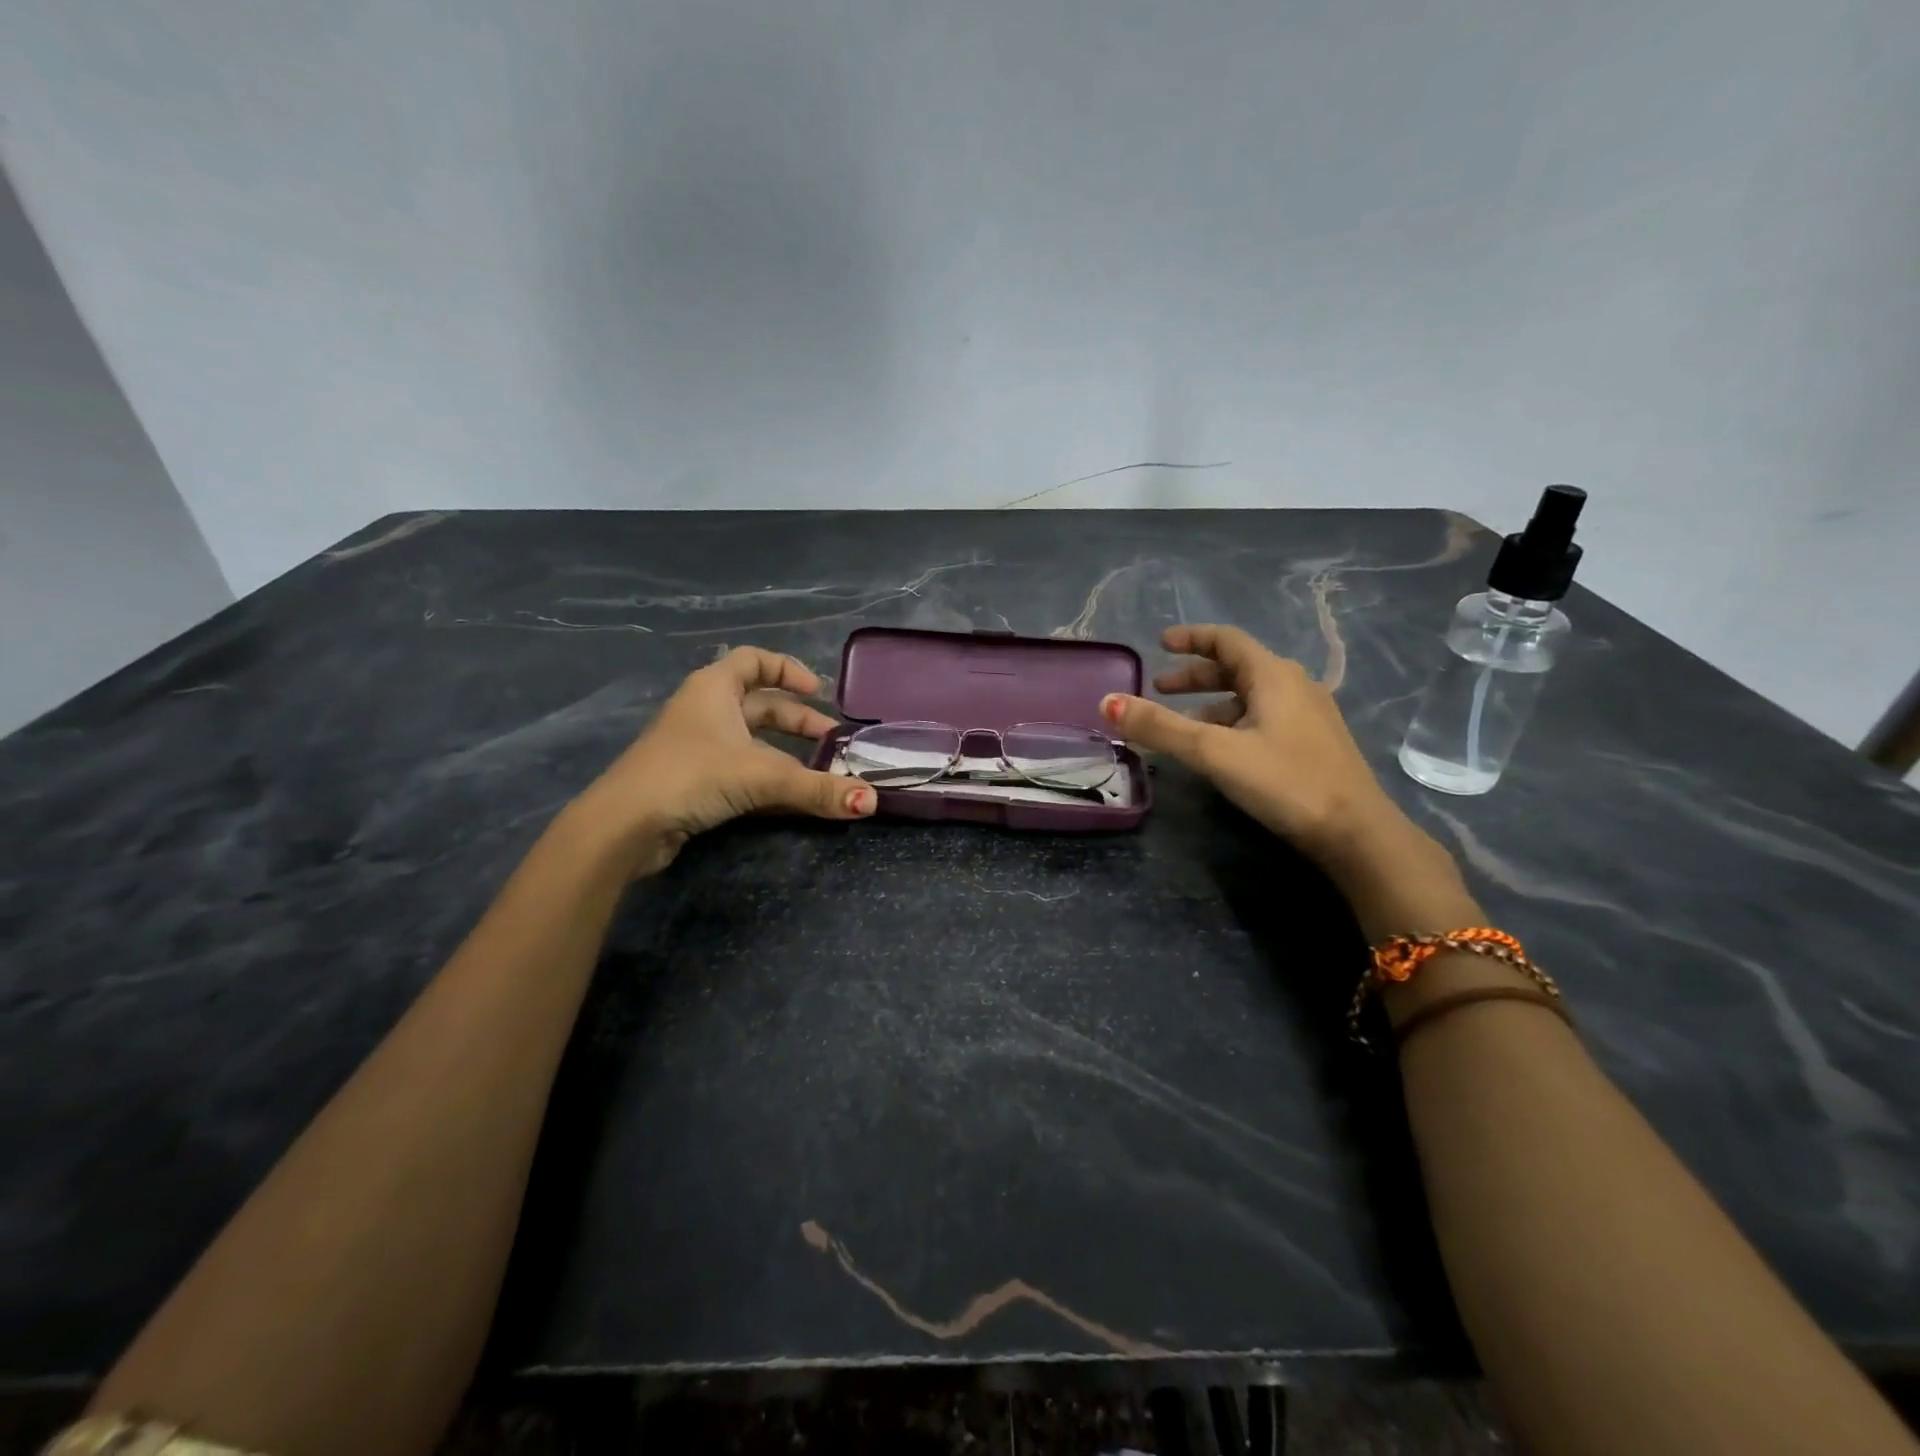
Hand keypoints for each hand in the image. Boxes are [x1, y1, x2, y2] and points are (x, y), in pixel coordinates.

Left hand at [570, 647, 874, 876]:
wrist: (625, 825)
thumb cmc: (692, 775)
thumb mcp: (762, 776)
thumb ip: (817, 788)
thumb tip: (872, 800)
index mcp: (714, 689)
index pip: (754, 660)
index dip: (788, 670)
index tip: (819, 693)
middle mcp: (704, 711)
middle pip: (759, 705)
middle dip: (798, 721)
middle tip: (831, 741)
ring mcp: (696, 748)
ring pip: (751, 742)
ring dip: (786, 753)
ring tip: (820, 771)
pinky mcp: (692, 782)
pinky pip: (740, 771)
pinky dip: (768, 779)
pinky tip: (791, 798)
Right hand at [1099, 624, 1411, 867]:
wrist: (1355, 833)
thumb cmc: (1284, 781)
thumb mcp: (1213, 751)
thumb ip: (1160, 727)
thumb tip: (1107, 702)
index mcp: (1273, 675)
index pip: (1226, 640)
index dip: (1191, 638)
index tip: (1159, 643)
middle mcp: (1294, 686)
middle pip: (1236, 668)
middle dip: (1194, 676)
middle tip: (1159, 689)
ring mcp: (1308, 716)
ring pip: (1249, 697)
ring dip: (1211, 703)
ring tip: (1180, 724)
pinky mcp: (1312, 744)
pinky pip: (1262, 719)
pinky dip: (1231, 722)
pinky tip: (1218, 749)